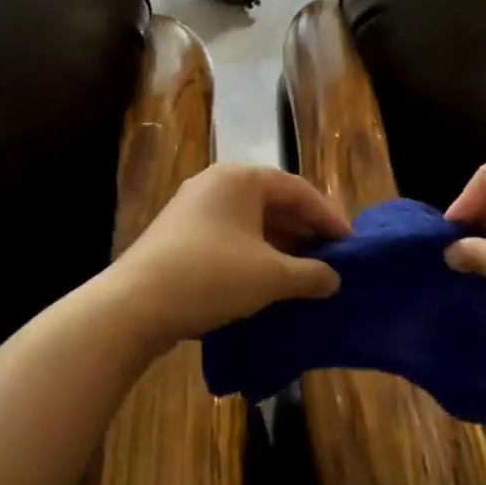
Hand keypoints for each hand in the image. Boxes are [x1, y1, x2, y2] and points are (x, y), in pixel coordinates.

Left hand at [112, 163, 350, 344]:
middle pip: (275, 202)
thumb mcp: (270, 277)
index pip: (299, 190)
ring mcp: (194, 207)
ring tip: (306, 273)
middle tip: (332, 260)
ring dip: (282, 245)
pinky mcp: (181, 233)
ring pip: (252, 221)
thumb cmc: (211, 276)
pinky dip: (256, 253)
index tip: (351, 246)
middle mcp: (217, 183)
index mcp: (241, 179)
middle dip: (306, 232)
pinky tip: (269, 280)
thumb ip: (310, 274)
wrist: (134, 305)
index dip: (329, 218)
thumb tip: (333, 279)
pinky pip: (231, 235)